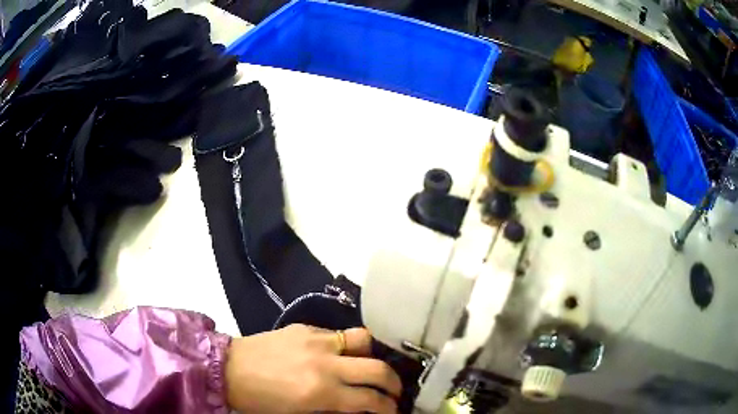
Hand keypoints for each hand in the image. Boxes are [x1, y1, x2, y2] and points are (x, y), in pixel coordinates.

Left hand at [225, 324, 401, 412]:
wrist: (227, 368)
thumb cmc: (259, 401)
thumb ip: (333, 410)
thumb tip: (358, 408)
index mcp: (320, 392)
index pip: (370, 400)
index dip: (388, 408)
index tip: (392, 411)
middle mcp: (325, 363)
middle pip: (377, 369)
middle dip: (393, 383)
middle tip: (392, 391)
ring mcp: (315, 340)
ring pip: (363, 340)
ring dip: (372, 356)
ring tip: (367, 367)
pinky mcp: (305, 327)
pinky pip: (338, 334)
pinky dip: (347, 346)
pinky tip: (337, 356)